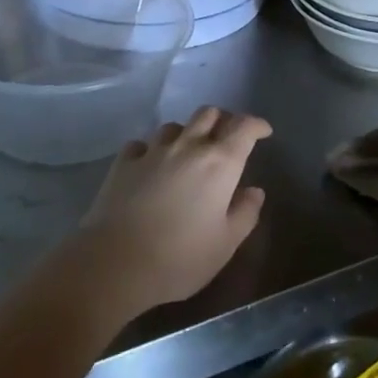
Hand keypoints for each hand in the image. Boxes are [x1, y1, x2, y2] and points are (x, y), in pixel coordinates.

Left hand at [74, 106, 271, 317]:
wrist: (114, 263)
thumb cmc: (180, 258)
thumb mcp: (225, 244)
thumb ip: (245, 213)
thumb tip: (254, 191)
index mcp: (220, 163)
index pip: (243, 127)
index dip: (256, 125)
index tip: (263, 132)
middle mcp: (188, 147)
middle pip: (208, 114)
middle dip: (222, 120)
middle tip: (228, 137)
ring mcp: (152, 152)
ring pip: (174, 126)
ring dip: (186, 133)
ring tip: (188, 151)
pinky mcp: (123, 163)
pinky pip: (141, 144)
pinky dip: (151, 149)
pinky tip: (150, 164)